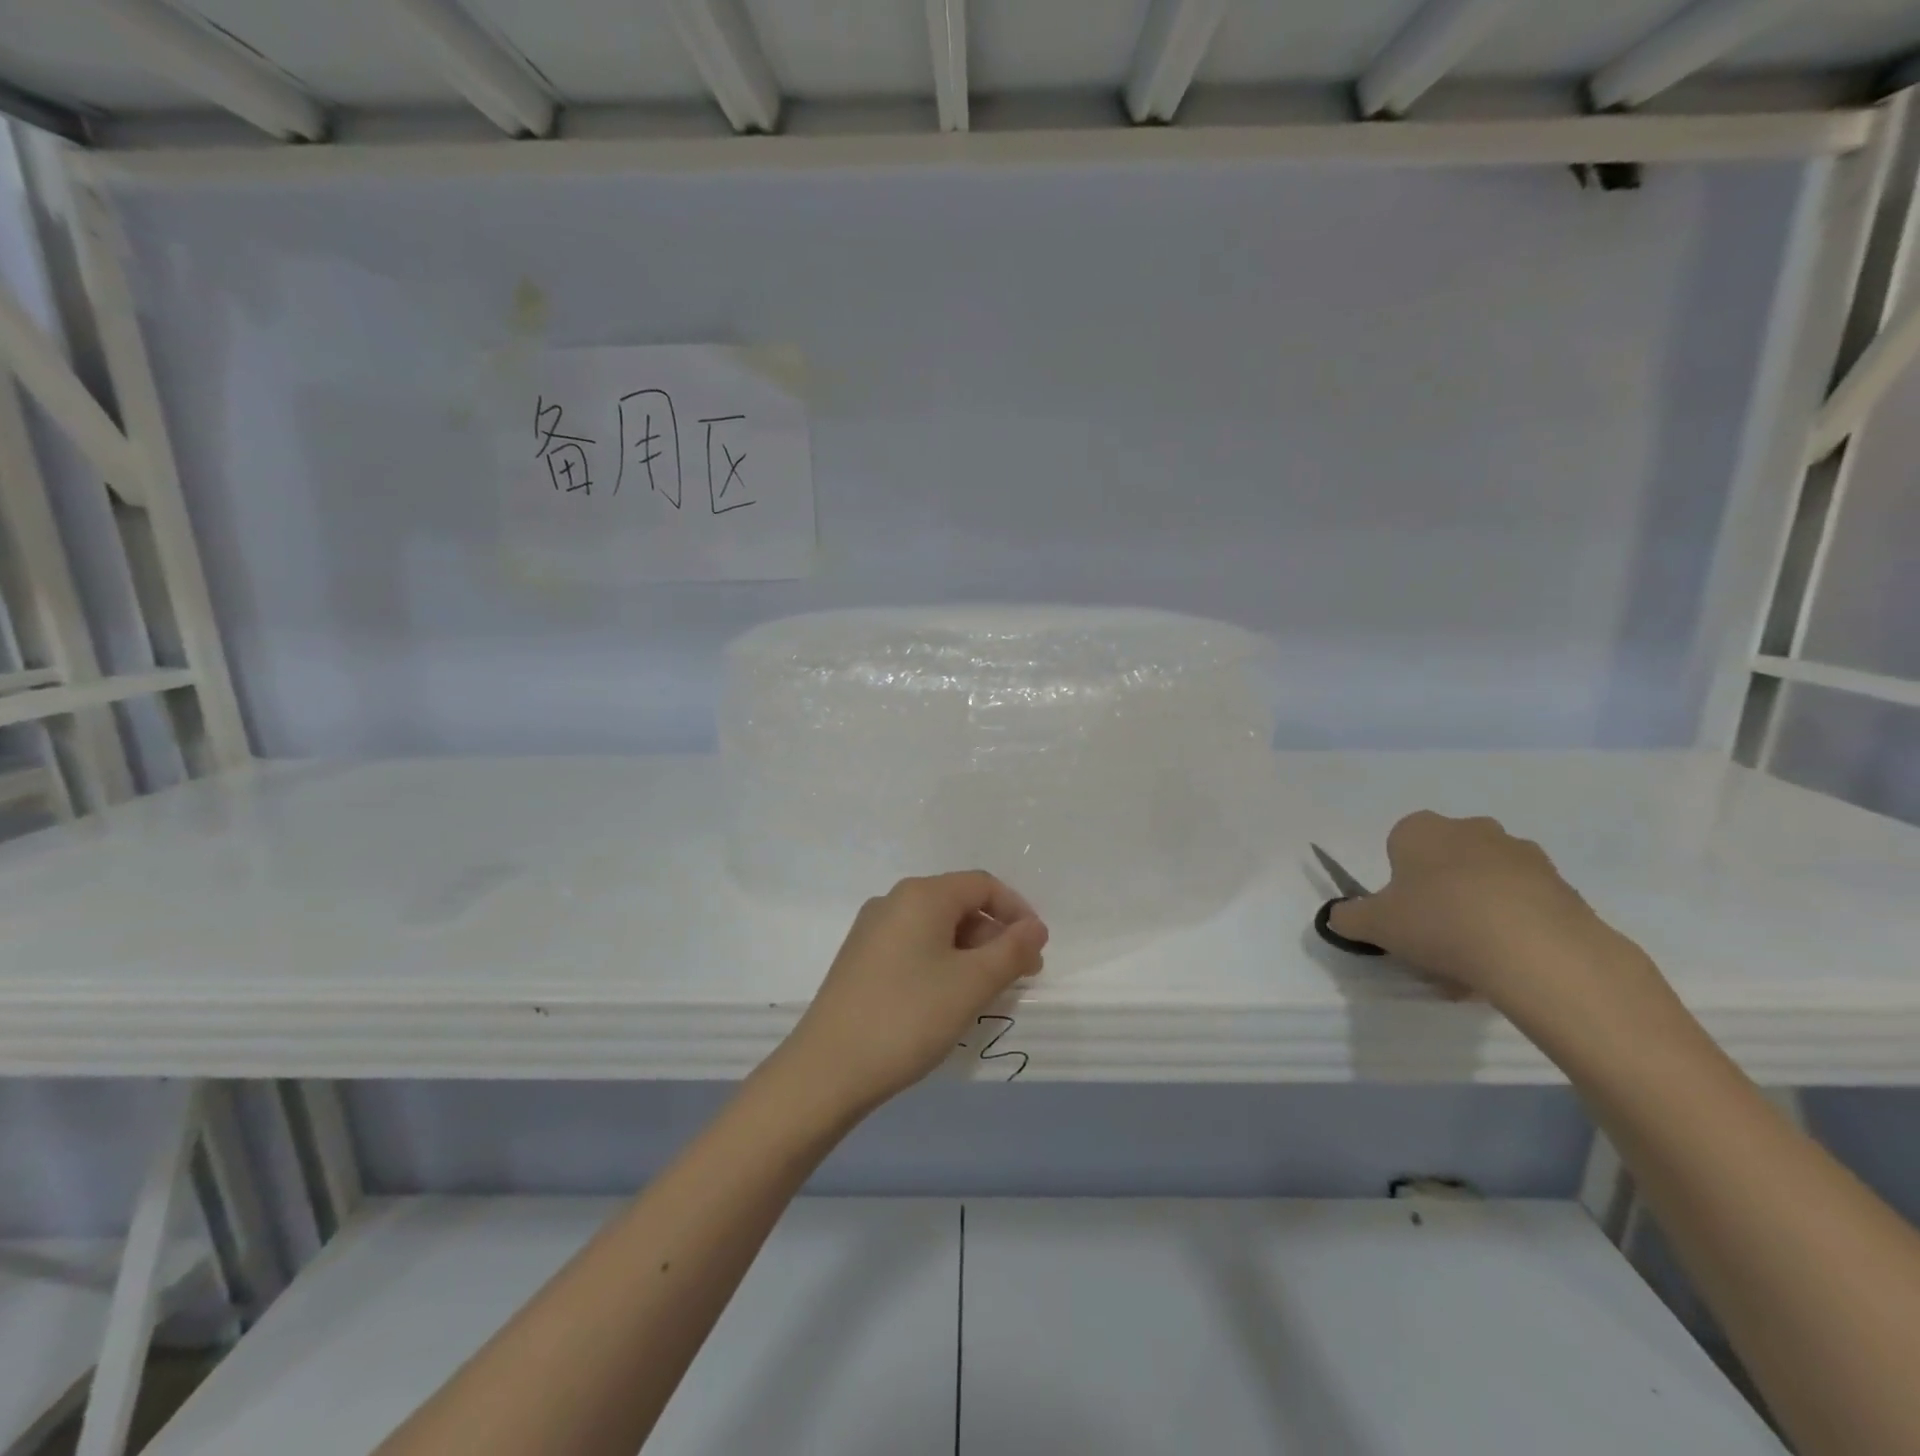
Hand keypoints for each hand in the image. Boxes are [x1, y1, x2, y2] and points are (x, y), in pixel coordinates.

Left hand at [776, 871, 1048, 1117]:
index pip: (983, 885)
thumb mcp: (972, 984)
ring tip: (985, 993)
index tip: (1037, 950)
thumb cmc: (909, 1016)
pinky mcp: (860, 958)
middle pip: (959, 903)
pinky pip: (913, 945)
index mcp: (922, 895)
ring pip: (936, 927)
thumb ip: (1012, 950)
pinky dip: (941, 962)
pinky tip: (947, 998)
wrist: (828, 1069)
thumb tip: (1036, 927)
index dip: (1017, 912)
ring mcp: (872, 929)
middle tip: (1017, 977)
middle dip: (994, 935)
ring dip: (969, 952)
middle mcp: (894, 901)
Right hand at [1326, 810, 1643, 1016]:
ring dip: (1477, 912)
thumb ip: (1348, 917)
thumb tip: (1339, 916)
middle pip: (1445, 862)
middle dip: (1439, 894)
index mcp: (1421, 829)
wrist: (1537, 951)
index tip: (1402, 915)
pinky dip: (1513, 929)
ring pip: (1486, 884)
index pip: (1399, 846)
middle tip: (1433, 938)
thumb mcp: (1374, 924)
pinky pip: (1524, 905)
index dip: (1398, 882)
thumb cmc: (1438, 921)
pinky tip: (1507, 965)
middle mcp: (1471, 829)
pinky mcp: (1563, 886)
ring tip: (1473, 963)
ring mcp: (1522, 855)